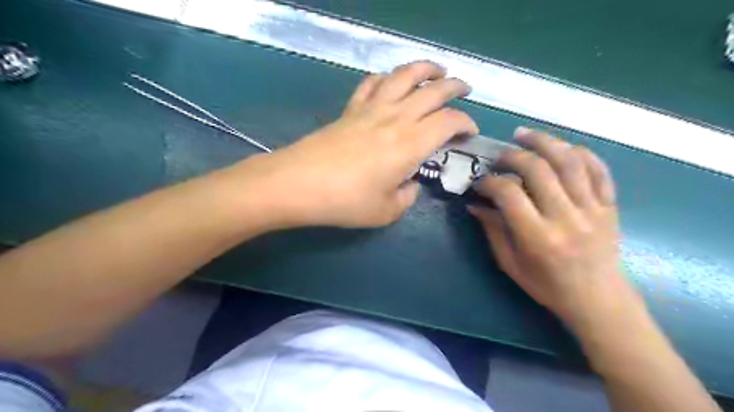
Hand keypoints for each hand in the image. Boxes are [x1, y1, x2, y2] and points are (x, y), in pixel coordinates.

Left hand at [233, 61, 479, 228]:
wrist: (298, 184)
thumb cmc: (346, 202)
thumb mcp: (386, 211)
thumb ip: (406, 197)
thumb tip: (409, 184)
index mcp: (411, 143)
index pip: (449, 121)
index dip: (466, 124)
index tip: (469, 133)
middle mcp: (396, 118)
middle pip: (433, 90)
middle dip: (455, 86)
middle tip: (464, 89)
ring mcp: (371, 109)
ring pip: (403, 75)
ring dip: (424, 69)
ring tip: (435, 71)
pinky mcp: (350, 109)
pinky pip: (372, 83)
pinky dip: (386, 78)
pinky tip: (390, 82)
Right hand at [474, 129, 633, 327]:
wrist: (598, 299)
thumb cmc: (548, 286)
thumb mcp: (510, 264)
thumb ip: (493, 231)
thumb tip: (475, 205)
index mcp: (538, 237)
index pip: (509, 193)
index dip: (489, 182)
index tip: (479, 183)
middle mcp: (566, 218)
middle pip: (538, 170)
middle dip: (512, 156)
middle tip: (499, 156)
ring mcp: (592, 209)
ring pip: (569, 161)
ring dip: (544, 142)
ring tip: (524, 134)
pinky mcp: (609, 206)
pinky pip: (598, 169)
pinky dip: (579, 153)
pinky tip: (561, 148)